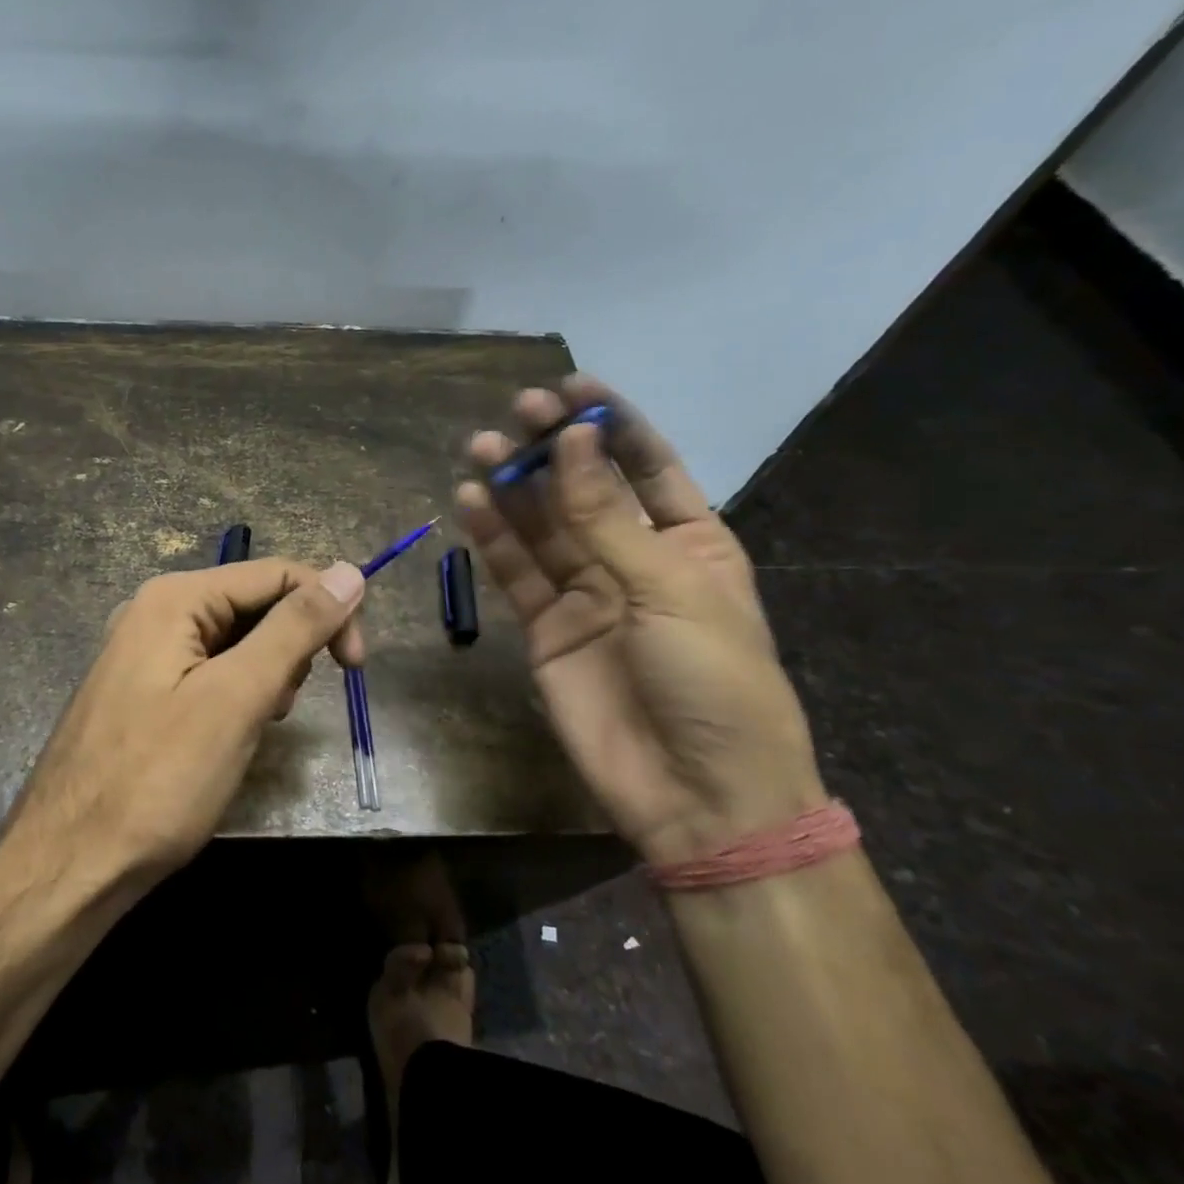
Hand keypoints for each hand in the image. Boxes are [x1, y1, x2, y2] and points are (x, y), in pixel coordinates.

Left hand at [3, 558, 367, 885]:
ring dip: (264, 676)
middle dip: (289, 648)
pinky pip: (209, 673)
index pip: (277, 574)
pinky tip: (228, 737)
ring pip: (236, 642)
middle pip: (254, 605)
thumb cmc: (158, 780)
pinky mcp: (144, 691)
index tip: (356, 668)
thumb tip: (349, 571)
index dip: (327, 610)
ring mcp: (144, 653)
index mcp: (174, 598)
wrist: (70, 866)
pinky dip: (236, 696)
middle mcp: (155, 612)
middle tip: (279, 709)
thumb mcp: (237, 698)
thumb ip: (295, 629)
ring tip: (252, 728)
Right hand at [456, 375, 823, 864]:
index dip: (610, 424)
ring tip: (482, 449)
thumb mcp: (669, 590)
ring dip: (514, 488)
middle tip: (517, 414)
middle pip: (585, 490)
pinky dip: (493, 539)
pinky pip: (515, 574)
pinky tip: (470, 502)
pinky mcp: (545, 629)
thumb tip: (572, 441)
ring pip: (542, 528)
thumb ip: (607, 518)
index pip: (647, 465)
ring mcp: (586, 594)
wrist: (697, 795)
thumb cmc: (714, 682)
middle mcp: (634, 559)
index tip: (571, 387)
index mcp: (690, 542)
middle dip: (553, 450)